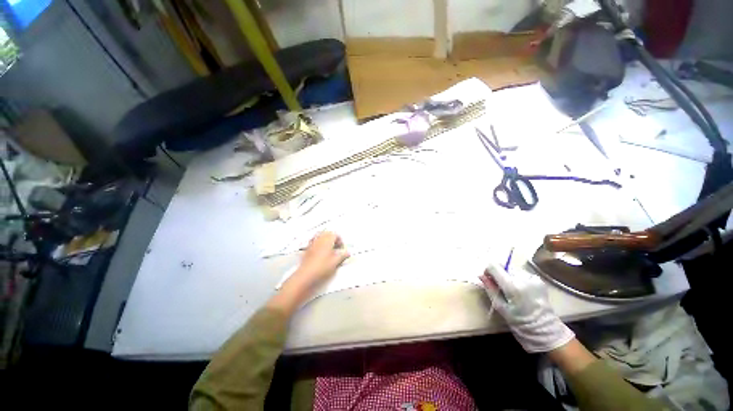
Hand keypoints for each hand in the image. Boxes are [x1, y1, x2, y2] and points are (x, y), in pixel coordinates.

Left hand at [291, 231, 349, 288]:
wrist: (306, 275)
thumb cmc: (321, 267)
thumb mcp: (335, 262)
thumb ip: (342, 256)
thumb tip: (347, 253)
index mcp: (327, 240)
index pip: (335, 234)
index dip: (340, 240)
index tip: (341, 248)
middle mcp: (319, 239)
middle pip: (327, 233)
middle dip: (333, 238)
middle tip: (336, 247)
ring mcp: (312, 244)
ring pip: (320, 236)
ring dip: (325, 240)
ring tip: (329, 249)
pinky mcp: (307, 250)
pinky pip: (314, 242)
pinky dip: (318, 244)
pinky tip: (320, 252)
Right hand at [479, 261, 573, 352]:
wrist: (545, 330)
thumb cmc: (519, 321)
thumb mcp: (499, 306)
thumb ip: (489, 288)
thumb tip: (480, 275)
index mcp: (512, 286)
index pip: (494, 266)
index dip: (488, 270)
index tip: (488, 279)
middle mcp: (523, 278)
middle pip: (503, 266)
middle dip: (498, 274)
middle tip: (500, 287)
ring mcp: (533, 278)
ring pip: (512, 269)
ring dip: (508, 276)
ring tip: (512, 290)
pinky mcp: (538, 279)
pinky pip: (521, 273)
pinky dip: (517, 278)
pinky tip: (521, 290)